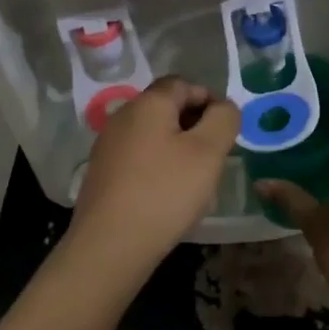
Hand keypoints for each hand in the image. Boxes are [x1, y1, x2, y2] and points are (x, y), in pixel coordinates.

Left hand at [70, 77, 240, 268]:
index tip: (227, 129)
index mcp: (148, 103)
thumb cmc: (165, 192)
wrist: (109, 246)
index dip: (210, 99)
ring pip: (153, 134)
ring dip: (178, 148)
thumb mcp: (208, 152)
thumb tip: (224, 107)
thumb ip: (224, 120)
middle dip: (195, 125)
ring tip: (195, 179)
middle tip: (216, 155)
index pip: (183, 83)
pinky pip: (139, 158)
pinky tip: (168, 195)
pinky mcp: (102, 173)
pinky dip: (158, 166)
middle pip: (166, 107)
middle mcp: (123, 116)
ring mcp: (108, 146)